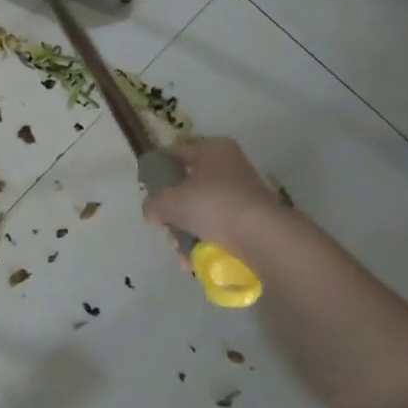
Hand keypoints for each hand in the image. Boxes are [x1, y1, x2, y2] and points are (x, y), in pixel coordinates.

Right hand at [142, 136, 292, 257]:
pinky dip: (205, 240)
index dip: (156, 170)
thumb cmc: (212, 205)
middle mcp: (229, 164)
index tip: (145, 190)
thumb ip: (153, 204)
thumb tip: (151, 211)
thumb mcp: (170, 202)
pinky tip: (194, 259)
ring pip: (202, 209)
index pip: (174, 153)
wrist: (261, 235)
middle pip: (188, 185)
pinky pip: (219, 225)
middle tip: (164, 229)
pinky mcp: (252, 216)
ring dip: (187, 231)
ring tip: (180, 253)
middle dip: (172, 211)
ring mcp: (243, 191)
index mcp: (211, 148)